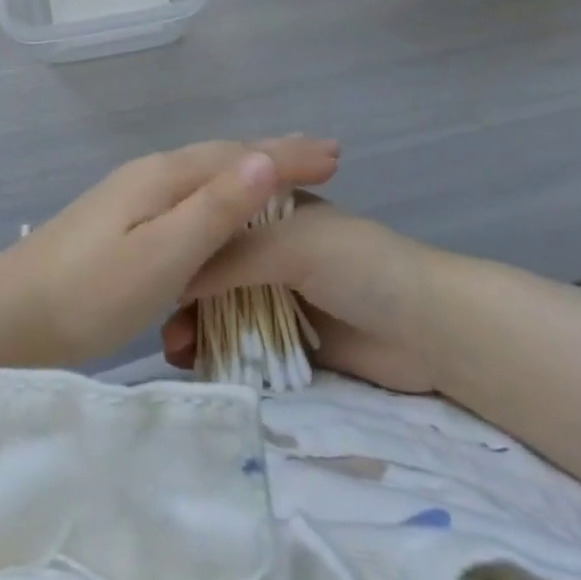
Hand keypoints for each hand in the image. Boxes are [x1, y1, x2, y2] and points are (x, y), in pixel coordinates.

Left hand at [0, 137, 340, 370]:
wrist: (8, 314)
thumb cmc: (89, 293)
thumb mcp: (161, 256)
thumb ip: (213, 209)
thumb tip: (264, 160)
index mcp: (164, 177)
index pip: (239, 156)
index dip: (288, 155)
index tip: (337, 154)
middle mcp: (150, 173)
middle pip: (222, 155)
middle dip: (273, 154)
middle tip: (322, 157)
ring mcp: (131, 193)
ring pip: (203, 172)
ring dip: (247, 170)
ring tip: (283, 175)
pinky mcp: (121, 218)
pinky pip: (187, 191)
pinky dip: (219, 191)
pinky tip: (220, 208)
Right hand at [162, 196, 439, 393]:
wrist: (431, 330)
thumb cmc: (360, 266)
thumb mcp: (291, 245)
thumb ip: (230, 257)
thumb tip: (170, 275)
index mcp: (272, 213)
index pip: (213, 220)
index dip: (181, 241)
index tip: (149, 266)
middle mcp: (271, 251)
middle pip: (213, 268)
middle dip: (183, 292)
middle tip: (158, 322)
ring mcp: (281, 297)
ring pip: (224, 308)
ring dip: (196, 325)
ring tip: (172, 351)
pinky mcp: (292, 342)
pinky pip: (246, 345)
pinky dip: (220, 353)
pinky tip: (194, 365)